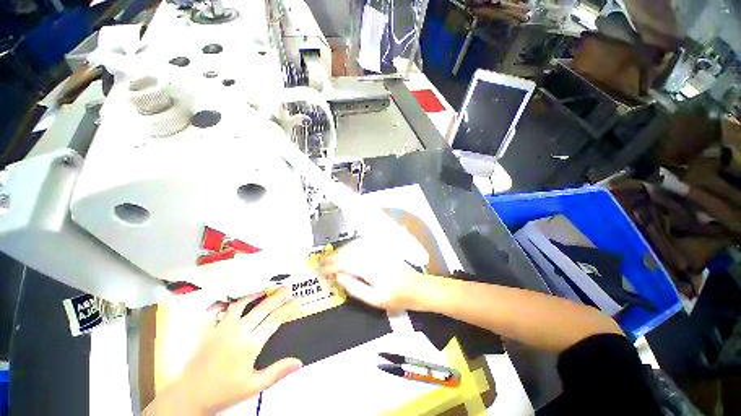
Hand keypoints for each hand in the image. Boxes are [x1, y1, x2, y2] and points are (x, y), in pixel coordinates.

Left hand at [144, 287, 301, 414]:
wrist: (189, 396)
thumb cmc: (224, 392)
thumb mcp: (254, 386)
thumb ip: (277, 372)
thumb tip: (299, 363)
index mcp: (251, 343)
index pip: (275, 320)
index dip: (288, 308)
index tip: (298, 299)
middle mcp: (239, 330)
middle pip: (262, 308)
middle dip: (277, 296)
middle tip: (287, 287)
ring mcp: (221, 328)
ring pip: (241, 305)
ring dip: (255, 295)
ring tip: (264, 289)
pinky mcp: (208, 329)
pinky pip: (217, 310)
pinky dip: (226, 303)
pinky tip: (232, 301)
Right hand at [320, 238, 428, 311]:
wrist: (417, 287)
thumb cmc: (397, 298)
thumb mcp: (375, 300)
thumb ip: (355, 288)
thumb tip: (338, 276)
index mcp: (371, 269)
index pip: (345, 263)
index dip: (330, 265)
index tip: (319, 270)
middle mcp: (373, 255)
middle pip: (348, 252)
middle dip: (332, 257)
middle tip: (320, 263)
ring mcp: (378, 250)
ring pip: (354, 246)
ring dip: (340, 251)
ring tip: (329, 259)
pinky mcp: (381, 248)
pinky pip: (362, 244)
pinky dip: (350, 247)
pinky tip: (345, 251)